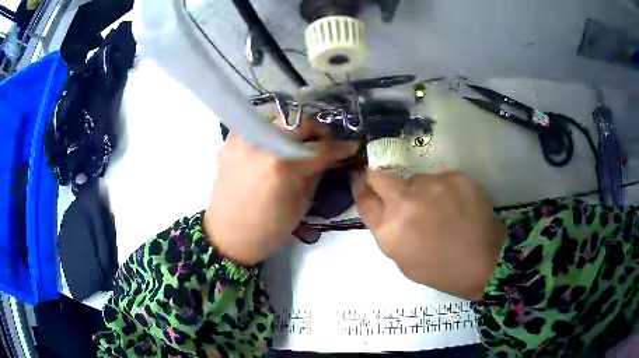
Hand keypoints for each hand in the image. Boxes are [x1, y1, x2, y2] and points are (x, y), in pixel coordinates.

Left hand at [204, 122, 357, 265]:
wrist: (228, 235)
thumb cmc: (268, 229)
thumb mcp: (301, 204)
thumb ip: (316, 173)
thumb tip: (329, 157)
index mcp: (282, 166)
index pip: (320, 148)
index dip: (340, 147)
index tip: (352, 146)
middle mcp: (262, 144)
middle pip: (300, 122)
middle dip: (317, 131)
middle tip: (323, 143)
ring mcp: (243, 139)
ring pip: (278, 116)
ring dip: (294, 127)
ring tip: (299, 141)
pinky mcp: (230, 140)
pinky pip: (257, 124)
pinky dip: (271, 129)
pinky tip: (276, 142)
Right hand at [352, 169, 504, 300]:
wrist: (483, 261)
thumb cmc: (440, 269)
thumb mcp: (403, 259)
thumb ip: (388, 230)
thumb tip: (384, 207)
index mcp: (389, 229)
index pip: (364, 199)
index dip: (361, 188)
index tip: (363, 182)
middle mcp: (405, 202)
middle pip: (379, 176)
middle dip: (380, 179)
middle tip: (395, 188)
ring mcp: (432, 185)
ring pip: (416, 178)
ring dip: (421, 190)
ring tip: (440, 208)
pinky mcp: (454, 176)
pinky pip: (441, 176)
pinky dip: (444, 188)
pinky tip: (457, 204)